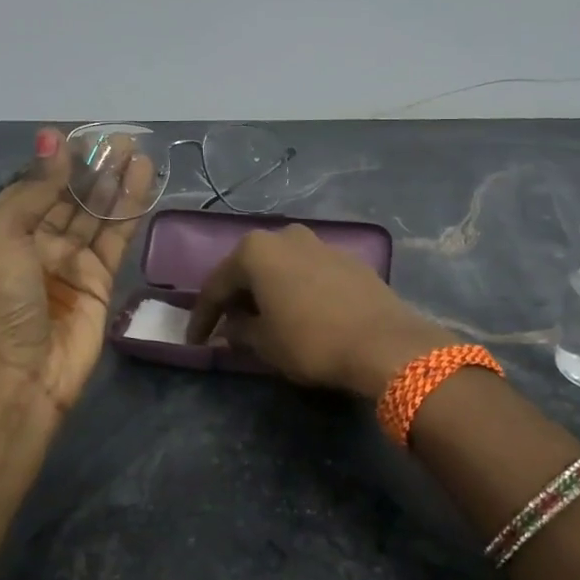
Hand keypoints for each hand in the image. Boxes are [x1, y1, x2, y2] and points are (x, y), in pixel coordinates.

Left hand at [0, 128, 153, 425]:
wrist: (22, 372)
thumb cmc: (2, 299)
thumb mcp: (2, 234)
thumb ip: (34, 190)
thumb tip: (51, 141)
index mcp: (9, 230)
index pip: (38, 186)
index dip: (60, 161)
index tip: (83, 135)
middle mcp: (41, 242)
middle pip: (72, 196)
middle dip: (94, 167)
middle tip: (121, 139)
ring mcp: (73, 261)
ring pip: (98, 212)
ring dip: (116, 182)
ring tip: (138, 151)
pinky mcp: (102, 279)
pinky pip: (118, 237)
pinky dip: (130, 209)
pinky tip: (143, 181)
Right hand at [185, 224, 453, 397]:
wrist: (384, 343)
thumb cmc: (311, 341)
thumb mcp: (264, 343)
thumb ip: (239, 330)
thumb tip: (231, 326)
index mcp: (257, 250)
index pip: (217, 284)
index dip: (203, 316)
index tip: (195, 341)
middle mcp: (286, 236)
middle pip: (250, 268)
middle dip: (237, 297)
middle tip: (227, 325)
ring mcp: (321, 244)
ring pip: (281, 267)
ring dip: (268, 291)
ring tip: (263, 320)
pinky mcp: (348, 260)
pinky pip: (308, 273)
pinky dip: (296, 290)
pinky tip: (299, 313)